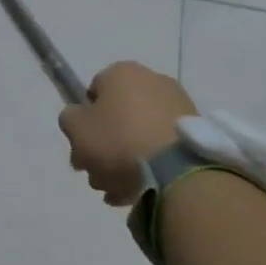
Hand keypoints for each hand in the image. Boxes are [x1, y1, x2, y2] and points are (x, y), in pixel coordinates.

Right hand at [58, 61, 197, 205]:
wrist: (177, 170)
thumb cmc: (118, 140)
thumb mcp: (75, 128)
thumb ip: (69, 119)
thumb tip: (79, 119)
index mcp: (122, 72)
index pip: (92, 92)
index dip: (83, 121)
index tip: (81, 146)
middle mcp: (152, 81)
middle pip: (117, 116)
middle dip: (104, 146)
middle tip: (96, 173)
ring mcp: (178, 108)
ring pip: (139, 135)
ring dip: (124, 161)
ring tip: (116, 191)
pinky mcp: (196, 134)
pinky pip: (162, 149)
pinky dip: (149, 167)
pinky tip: (137, 192)